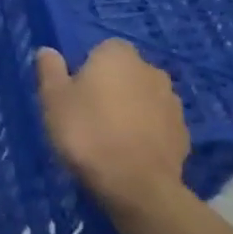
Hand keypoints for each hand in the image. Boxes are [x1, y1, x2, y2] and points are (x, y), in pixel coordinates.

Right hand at [35, 40, 189, 214]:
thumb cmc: (87, 132)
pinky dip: (145, 132)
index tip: (74, 91)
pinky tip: (128, 152)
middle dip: (111, 86)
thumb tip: (48, 50)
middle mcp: (151, 71)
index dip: (87, 67)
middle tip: (88, 113)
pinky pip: (157, 124)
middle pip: (126, 72)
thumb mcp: (53, 99)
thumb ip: (50, 70)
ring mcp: (173, 103)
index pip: (102, 49)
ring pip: (144, 98)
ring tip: (109, 136)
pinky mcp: (184, 134)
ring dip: (130, 109)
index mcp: (118, 55)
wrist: (136, 185)